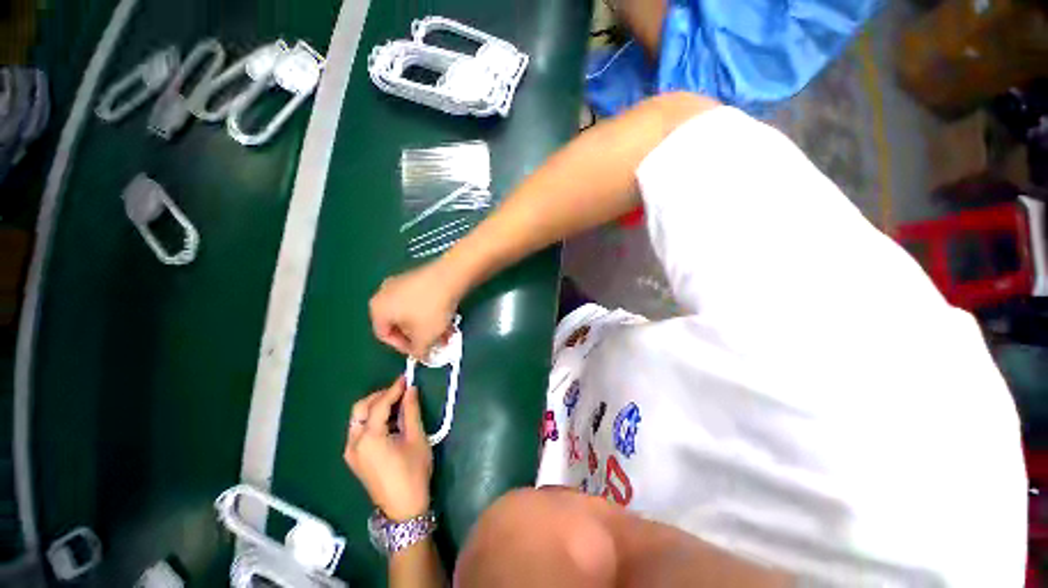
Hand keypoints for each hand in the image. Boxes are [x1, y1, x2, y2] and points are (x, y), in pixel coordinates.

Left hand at [344, 377, 432, 520]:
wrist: (403, 509)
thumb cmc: (413, 472)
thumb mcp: (416, 439)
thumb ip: (411, 411)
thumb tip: (411, 390)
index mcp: (369, 438)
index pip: (379, 405)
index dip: (393, 389)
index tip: (406, 378)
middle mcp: (354, 443)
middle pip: (360, 409)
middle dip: (379, 396)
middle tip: (400, 390)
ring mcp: (351, 452)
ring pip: (358, 419)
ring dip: (375, 407)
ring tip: (398, 403)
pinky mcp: (355, 458)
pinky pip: (359, 430)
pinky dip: (373, 419)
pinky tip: (390, 420)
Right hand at [370, 261, 461, 358]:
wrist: (450, 276)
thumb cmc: (431, 309)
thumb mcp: (425, 337)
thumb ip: (419, 351)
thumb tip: (421, 355)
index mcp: (377, 308)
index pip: (384, 335)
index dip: (404, 348)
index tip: (420, 352)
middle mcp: (384, 293)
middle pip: (400, 323)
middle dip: (420, 337)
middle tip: (435, 343)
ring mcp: (401, 282)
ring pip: (413, 313)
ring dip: (429, 326)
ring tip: (446, 333)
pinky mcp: (418, 276)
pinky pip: (420, 300)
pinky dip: (431, 312)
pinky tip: (447, 318)